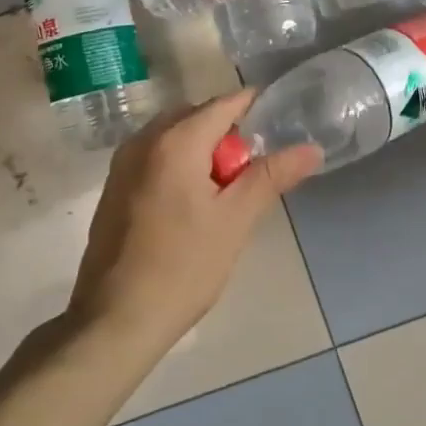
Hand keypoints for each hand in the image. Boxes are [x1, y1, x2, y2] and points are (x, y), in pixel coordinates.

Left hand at [67, 90, 321, 352]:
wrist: (114, 321)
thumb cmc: (182, 268)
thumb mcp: (235, 220)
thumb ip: (272, 177)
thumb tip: (312, 149)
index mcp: (175, 141)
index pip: (224, 104)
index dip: (256, 107)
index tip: (282, 122)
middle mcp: (143, 141)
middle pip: (197, 116)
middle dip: (228, 134)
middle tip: (253, 171)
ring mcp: (122, 165)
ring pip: (174, 137)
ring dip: (203, 151)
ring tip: (225, 192)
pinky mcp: (114, 189)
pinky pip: (155, 157)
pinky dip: (180, 165)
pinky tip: (193, 206)